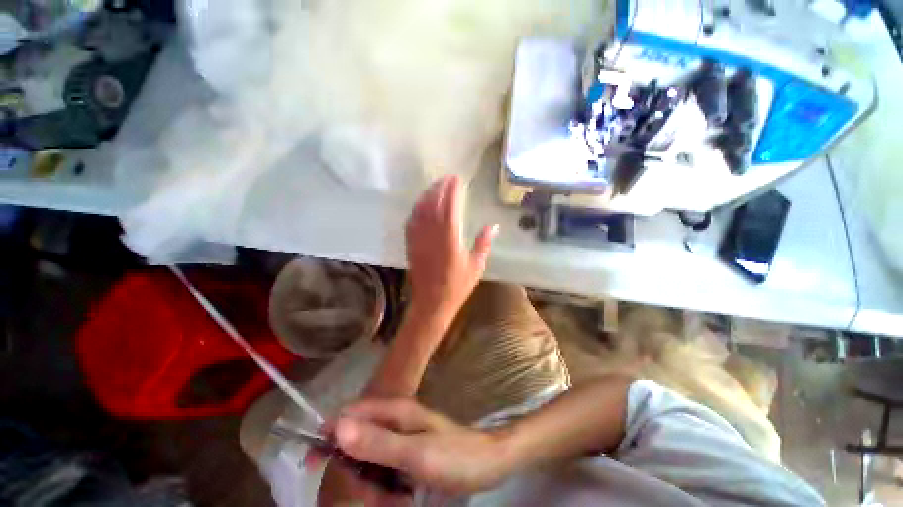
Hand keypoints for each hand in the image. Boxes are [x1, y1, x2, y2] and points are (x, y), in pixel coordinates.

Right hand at [333, 398, 512, 494]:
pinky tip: (402, 498)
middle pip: (356, 443)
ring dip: (373, 487)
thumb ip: (377, 442)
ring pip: (368, 462)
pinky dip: (385, 489)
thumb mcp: (415, 455)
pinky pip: (383, 472)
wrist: (489, 462)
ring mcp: (401, 438)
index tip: (316, 464)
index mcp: (395, 412)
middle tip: (374, 497)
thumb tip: (337, 426)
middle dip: (357, 473)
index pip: (350, 414)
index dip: (330, 435)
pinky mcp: (407, 453)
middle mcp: (394, 420)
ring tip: (397, 500)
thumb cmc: (455, 457)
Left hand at [406, 176, 498, 314]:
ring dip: (426, 195)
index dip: (453, 190)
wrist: (431, 303)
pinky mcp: (410, 245)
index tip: (457, 179)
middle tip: (446, 178)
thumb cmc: (457, 286)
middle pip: (433, 203)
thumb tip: (493, 226)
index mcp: (450, 238)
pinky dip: (416, 209)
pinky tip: (420, 205)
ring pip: (420, 209)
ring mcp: (419, 238)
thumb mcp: (476, 266)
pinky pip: (411, 221)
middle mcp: (432, 233)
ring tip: (434, 187)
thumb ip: (484, 244)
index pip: (450, 206)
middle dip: (439, 187)